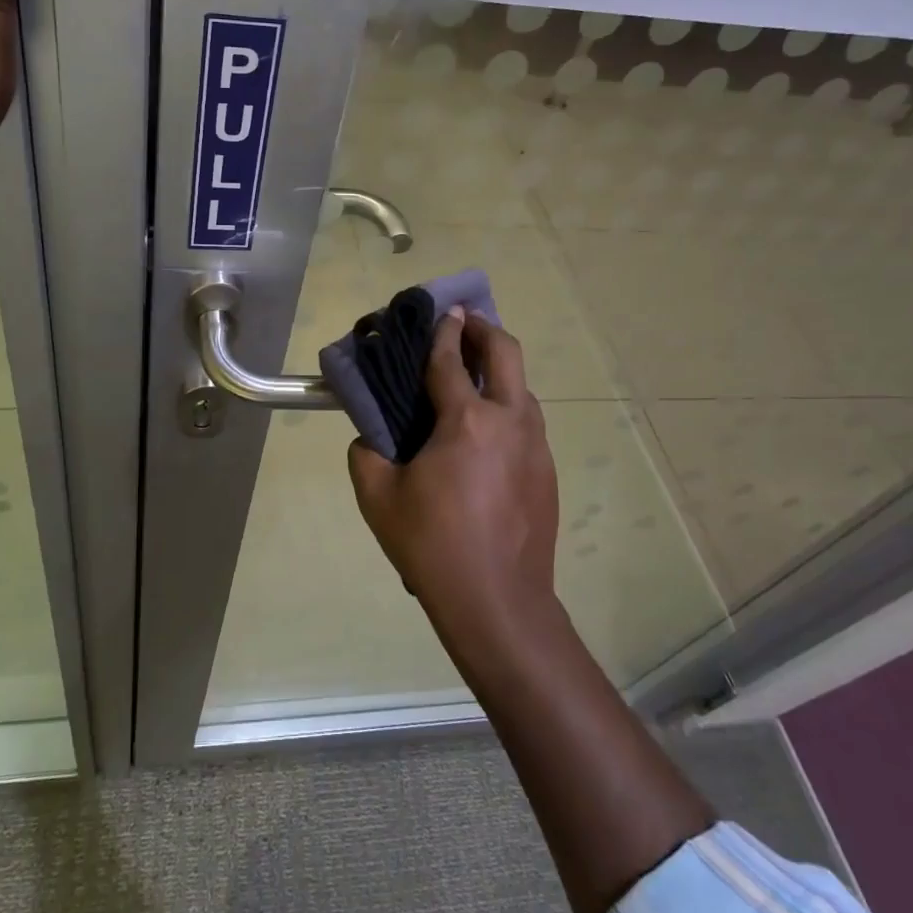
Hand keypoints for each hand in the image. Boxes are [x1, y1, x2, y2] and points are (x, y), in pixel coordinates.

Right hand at [347, 309, 560, 632]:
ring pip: (522, 389)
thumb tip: (371, 439)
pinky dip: (507, 408)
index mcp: (466, 421)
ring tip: (473, 377)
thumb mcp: (378, 498)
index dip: (444, 331)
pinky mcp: (547, 472)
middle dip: (485, 329)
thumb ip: (366, 455)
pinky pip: (527, 423)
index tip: (443, 309)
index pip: (451, 360)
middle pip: (506, 354)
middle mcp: (509, 422)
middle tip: (466, 323)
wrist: (498, 602)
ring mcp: (535, 447)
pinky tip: (486, 435)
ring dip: (500, 370)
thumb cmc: (433, 545)